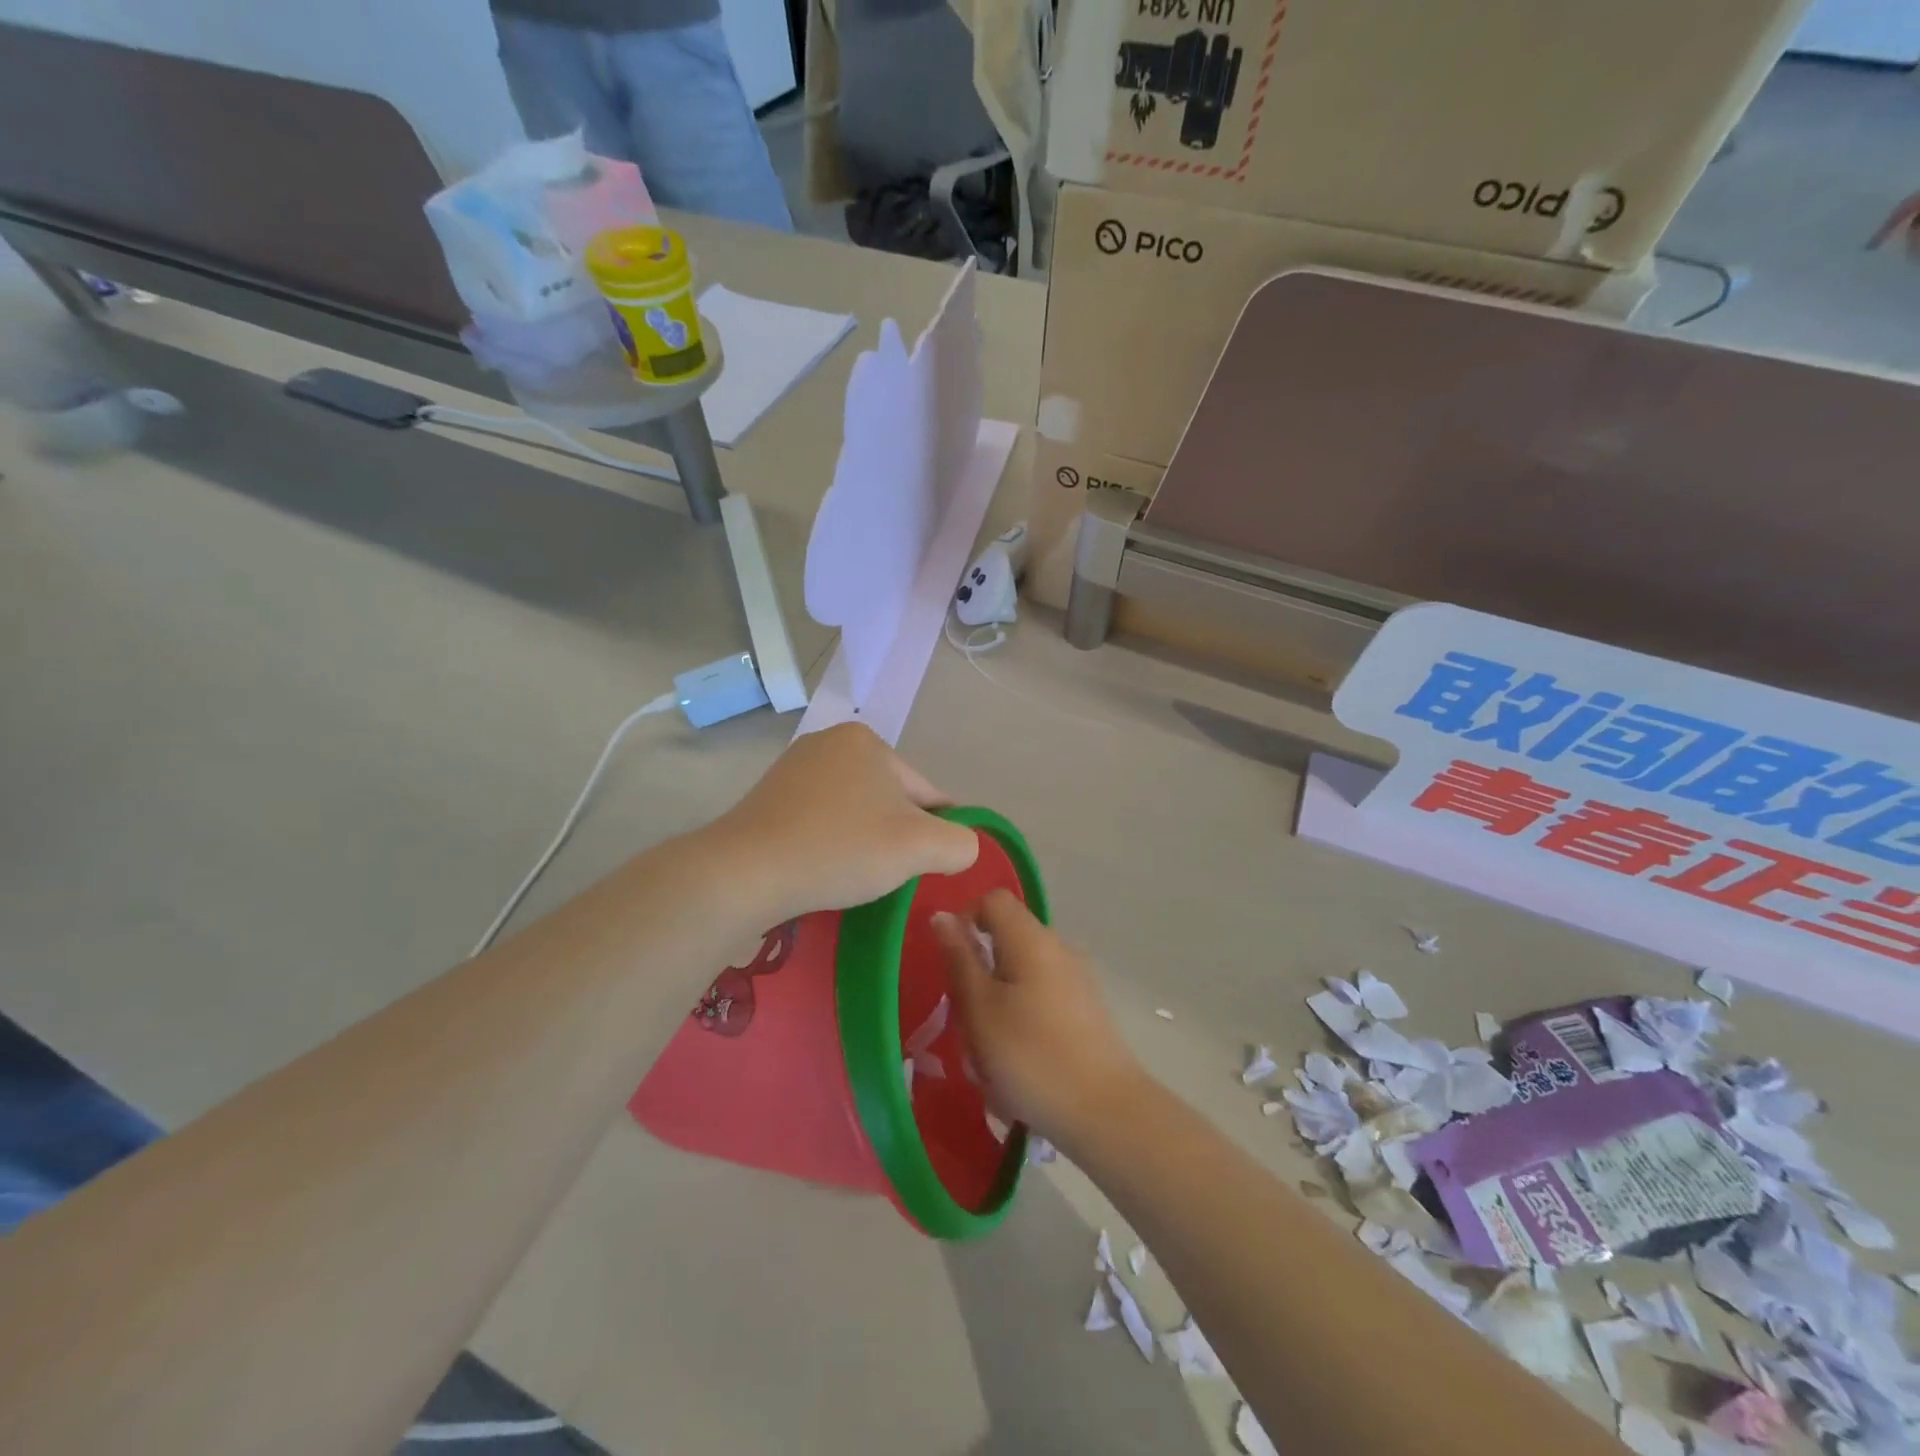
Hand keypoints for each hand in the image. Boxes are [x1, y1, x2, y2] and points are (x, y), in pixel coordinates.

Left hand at [705, 724, 979, 922]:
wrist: (745, 872)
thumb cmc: (840, 849)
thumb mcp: (920, 847)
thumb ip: (960, 843)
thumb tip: (962, 846)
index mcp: (867, 741)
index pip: (926, 793)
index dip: (936, 833)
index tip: (927, 868)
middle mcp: (829, 742)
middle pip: (890, 799)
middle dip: (896, 837)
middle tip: (887, 876)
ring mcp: (794, 769)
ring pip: (855, 811)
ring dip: (864, 842)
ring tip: (854, 876)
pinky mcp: (768, 798)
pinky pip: (821, 820)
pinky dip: (831, 843)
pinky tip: (824, 868)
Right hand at [934, 890, 1144, 1147]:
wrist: (1105, 1112)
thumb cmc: (1030, 1056)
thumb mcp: (979, 1009)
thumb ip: (959, 958)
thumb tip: (942, 916)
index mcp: (1032, 938)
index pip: (993, 900)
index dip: (966, 919)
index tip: (951, 963)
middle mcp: (1059, 947)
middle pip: (1007, 938)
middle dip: (979, 971)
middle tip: (966, 1018)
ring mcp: (1077, 978)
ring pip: (1022, 973)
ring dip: (998, 1002)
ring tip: (990, 1051)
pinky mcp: (1087, 1008)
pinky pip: (1041, 997)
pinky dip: (1022, 1018)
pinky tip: (1019, 1063)